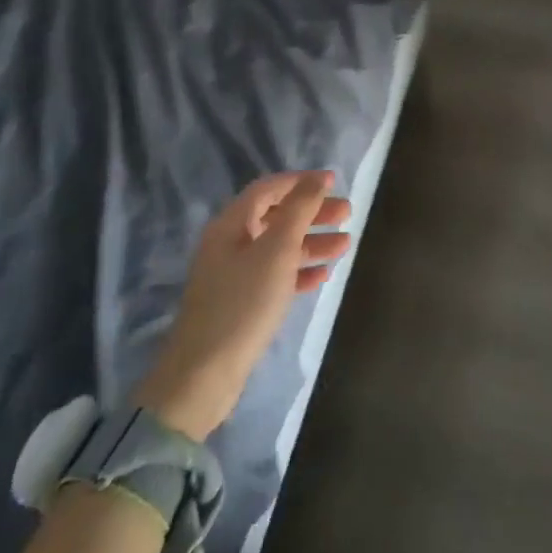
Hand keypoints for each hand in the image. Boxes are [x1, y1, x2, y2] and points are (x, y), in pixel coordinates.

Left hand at [134, 172, 350, 440]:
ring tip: (345, 245)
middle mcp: (230, 244)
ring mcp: (234, 275)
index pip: (268, 189)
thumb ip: (299, 210)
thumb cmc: (243, 303)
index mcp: (231, 225)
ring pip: (279, 248)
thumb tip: (317, 179)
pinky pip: (275, 276)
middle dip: (312, 212)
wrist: (204, 373)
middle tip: (347, 214)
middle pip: (276, 216)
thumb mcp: (276, 251)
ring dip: (312, 242)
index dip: (301, 182)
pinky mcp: (241, 303)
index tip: (334, 181)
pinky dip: (299, 271)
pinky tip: (323, 275)